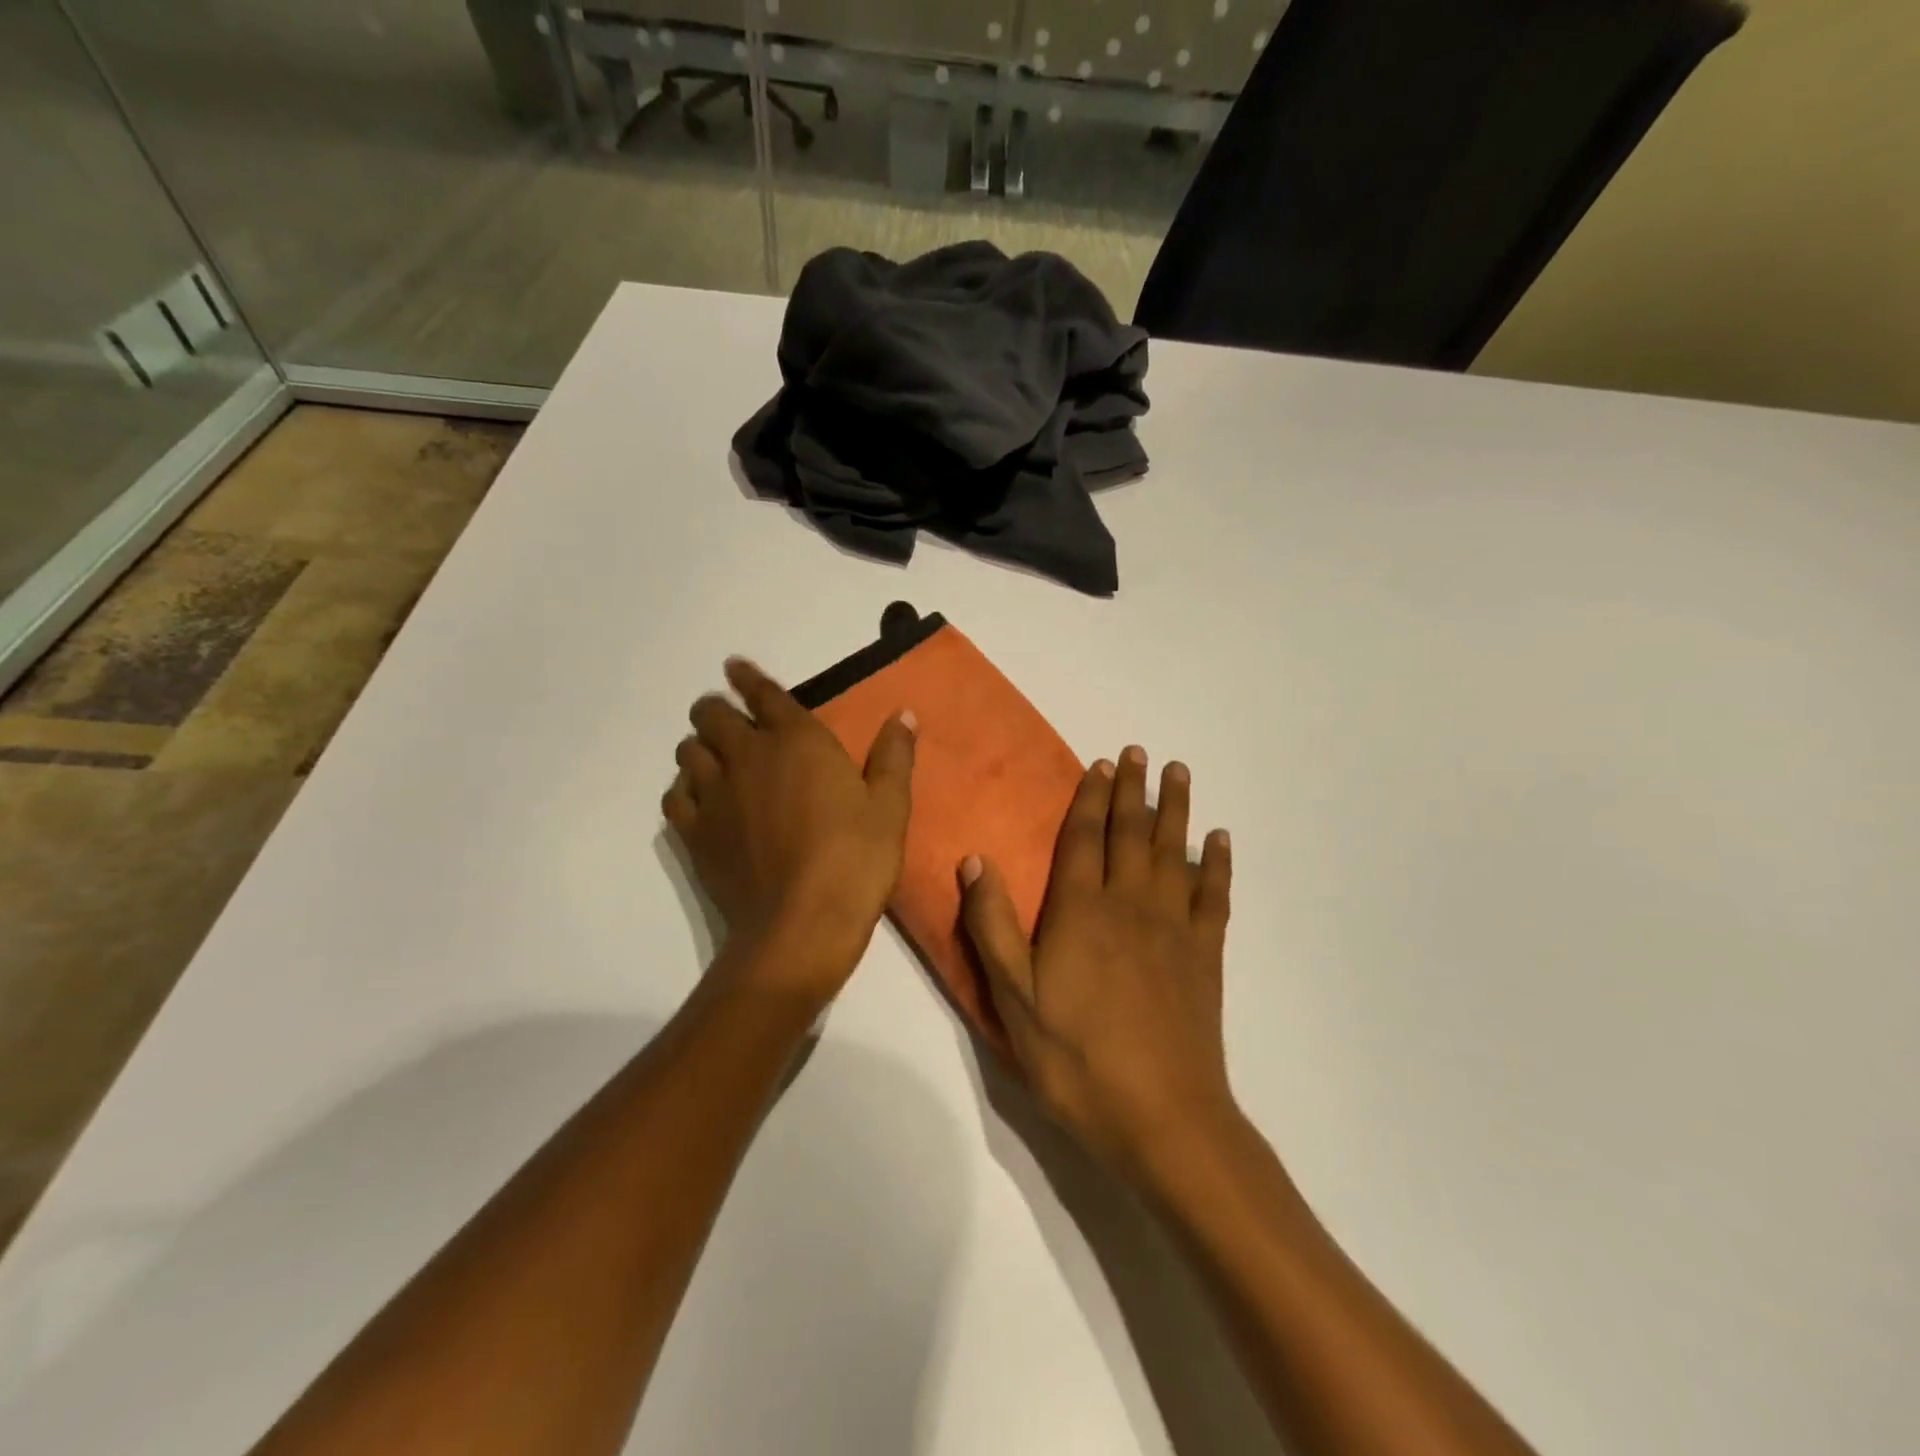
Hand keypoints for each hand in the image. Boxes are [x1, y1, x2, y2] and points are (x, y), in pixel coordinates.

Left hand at [663, 658, 915, 1000]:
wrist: (802, 924)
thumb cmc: (855, 859)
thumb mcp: (890, 807)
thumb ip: (893, 756)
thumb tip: (902, 714)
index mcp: (797, 741)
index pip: (763, 694)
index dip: (746, 677)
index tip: (734, 668)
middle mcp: (747, 757)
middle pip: (710, 715)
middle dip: (717, 710)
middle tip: (730, 721)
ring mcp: (715, 795)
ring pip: (688, 752)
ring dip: (700, 748)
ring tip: (715, 760)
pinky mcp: (695, 834)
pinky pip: (675, 796)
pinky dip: (684, 789)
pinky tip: (700, 800)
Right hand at [959, 746, 1235, 1183]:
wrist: (1162, 1119)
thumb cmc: (1077, 1059)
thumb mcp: (1013, 1000)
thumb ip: (992, 927)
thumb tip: (974, 860)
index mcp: (1081, 912)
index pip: (1084, 839)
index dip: (1090, 799)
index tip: (1100, 763)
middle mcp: (1130, 905)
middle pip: (1132, 834)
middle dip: (1134, 790)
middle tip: (1140, 752)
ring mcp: (1173, 929)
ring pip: (1174, 853)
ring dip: (1175, 810)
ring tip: (1179, 773)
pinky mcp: (1204, 956)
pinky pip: (1213, 896)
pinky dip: (1216, 864)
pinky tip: (1219, 841)